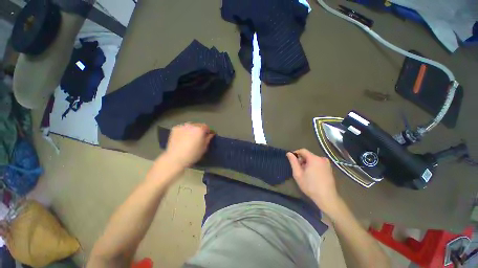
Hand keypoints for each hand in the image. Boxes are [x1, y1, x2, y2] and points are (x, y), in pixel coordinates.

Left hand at [163, 123, 214, 168]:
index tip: (207, 137)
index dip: (208, 132)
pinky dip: (184, 131)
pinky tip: (183, 138)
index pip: (207, 127)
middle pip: (198, 125)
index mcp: (200, 129)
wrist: (175, 158)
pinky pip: (182, 128)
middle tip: (198, 138)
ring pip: (190, 126)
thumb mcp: (204, 148)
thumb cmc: (193, 154)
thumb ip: (208, 139)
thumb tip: (211, 134)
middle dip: (200, 130)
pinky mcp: (175, 129)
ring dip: (192, 130)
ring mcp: (182, 126)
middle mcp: (191, 125)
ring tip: (190, 138)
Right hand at [286, 149, 340, 214]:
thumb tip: (289, 153)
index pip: (303, 150)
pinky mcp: (330, 168)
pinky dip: (313, 166)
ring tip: (305, 173)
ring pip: (313, 159)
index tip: (292, 160)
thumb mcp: (298, 174)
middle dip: (302, 160)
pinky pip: (318, 163)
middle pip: (308, 155)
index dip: (296, 153)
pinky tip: (312, 175)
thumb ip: (293, 162)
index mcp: (314, 158)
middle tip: (298, 169)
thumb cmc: (310, 186)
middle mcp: (322, 158)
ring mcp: (327, 163)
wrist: (327, 198)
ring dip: (307, 163)